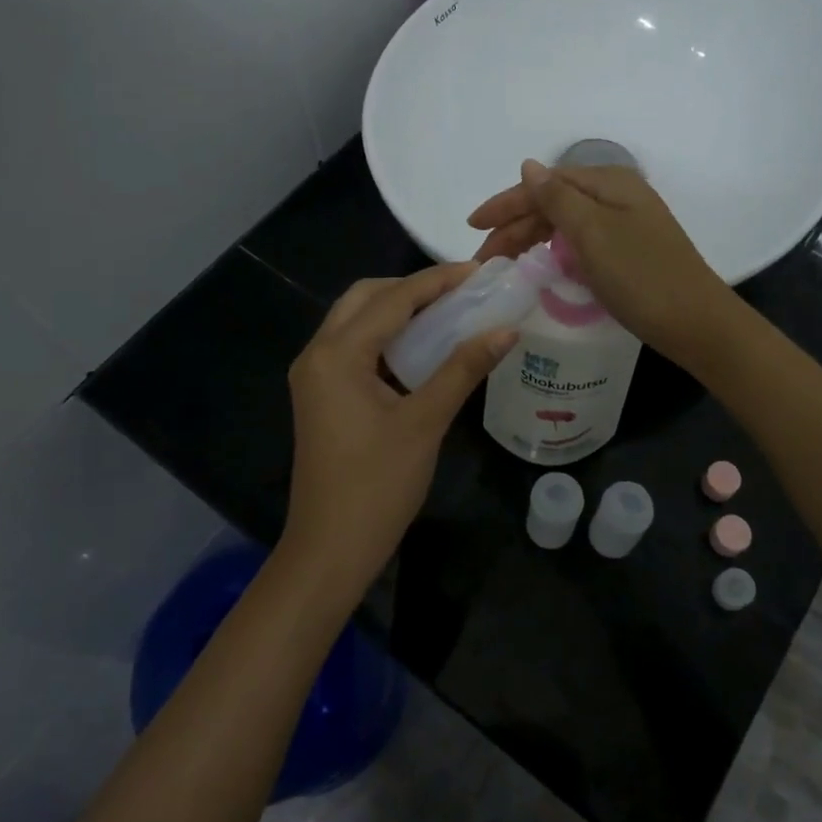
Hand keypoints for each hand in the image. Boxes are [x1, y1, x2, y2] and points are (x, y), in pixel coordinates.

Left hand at [283, 264, 517, 604]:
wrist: (330, 549)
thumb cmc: (377, 485)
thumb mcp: (425, 422)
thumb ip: (463, 369)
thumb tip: (506, 330)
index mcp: (337, 354)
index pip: (393, 300)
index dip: (438, 281)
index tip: (479, 271)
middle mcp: (317, 354)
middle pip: (365, 298)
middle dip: (412, 289)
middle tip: (460, 293)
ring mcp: (315, 376)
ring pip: (356, 321)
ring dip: (397, 311)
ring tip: (447, 312)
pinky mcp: (322, 395)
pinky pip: (354, 348)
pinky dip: (386, 338)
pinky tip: (421, 348)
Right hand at [467, 160, 733, 367]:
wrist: (696, 323)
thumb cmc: (641, 276)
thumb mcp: (593, 233)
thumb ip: (557, 198)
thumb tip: (527, 165)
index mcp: (609, 183)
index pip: (545, 183)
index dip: (506, 203)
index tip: (472, 226)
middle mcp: (617, 196)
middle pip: (553, 202)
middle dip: (515, 226)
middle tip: (484, 259)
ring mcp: (625, 224)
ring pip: (565, 223)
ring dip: (531, 239)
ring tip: (504, 264)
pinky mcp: (628, 251)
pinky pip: (580, 242)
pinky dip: (555, 251)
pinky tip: (541, 266)